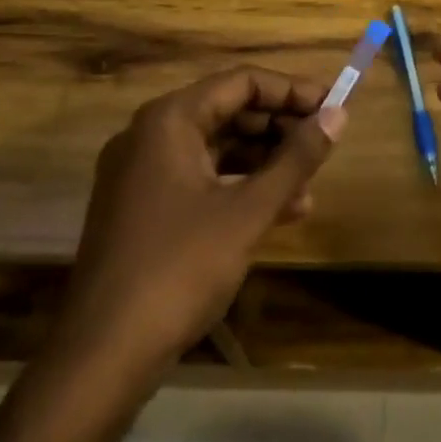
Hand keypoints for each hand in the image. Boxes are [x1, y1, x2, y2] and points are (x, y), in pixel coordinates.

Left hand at [0, 65, 343, 441]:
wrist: (102, 359)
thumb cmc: (179, 269)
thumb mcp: (248, 211)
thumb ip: (296, 158)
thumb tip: (339, 114)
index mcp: (169, 121)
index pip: (241, 82)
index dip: (291, 91)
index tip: (333, 107)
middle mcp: (150, 135)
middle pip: (228, 111)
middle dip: (279, 128)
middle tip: (323, 146)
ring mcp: (141, 173)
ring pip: (216, 147)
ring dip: (264, 162)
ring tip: (309, 186)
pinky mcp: (141, 208)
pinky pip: (200, 178)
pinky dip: (239, 187)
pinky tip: (280, 211)